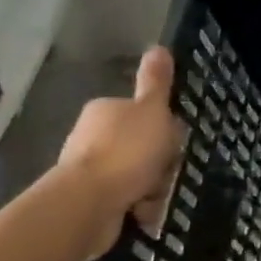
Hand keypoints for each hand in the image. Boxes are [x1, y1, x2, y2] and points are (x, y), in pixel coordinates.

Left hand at [58, 47, 187, 259]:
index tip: (172, 143)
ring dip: (152, 189)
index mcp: (106, 110)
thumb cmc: (126, 151)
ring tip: (151, 198)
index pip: (145, 115)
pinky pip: (127, 201)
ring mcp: (91, 170)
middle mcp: (93, 137)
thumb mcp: (151, 110)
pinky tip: (142, 214)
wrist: (88, 204)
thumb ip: (156, 82)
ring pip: (139, 176)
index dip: (164, 130)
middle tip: (164, 173)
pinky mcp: (90, 201)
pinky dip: (139, 208)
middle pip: (144, 148)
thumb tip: (158, 47)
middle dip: (159, 165)